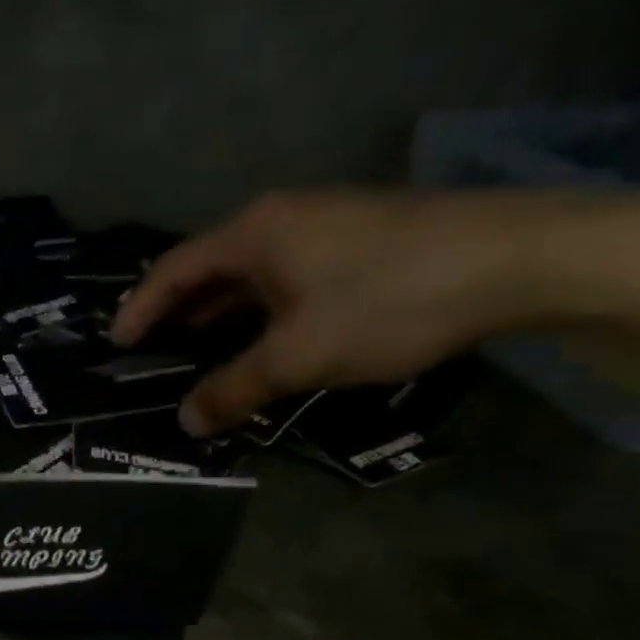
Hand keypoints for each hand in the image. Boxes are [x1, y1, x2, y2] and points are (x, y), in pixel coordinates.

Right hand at [110, 188, 628, 434]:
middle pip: (207, 267)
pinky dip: (260, 307)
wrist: (523, 257)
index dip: (139, 308)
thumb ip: (236, 387)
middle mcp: (279, 217)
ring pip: (249, 272)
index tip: (117, 343)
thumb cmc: (389, 300)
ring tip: (198, 348)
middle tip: (152, 350)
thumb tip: (187, 422)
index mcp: (252, 233)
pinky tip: (266, 335)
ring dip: (220, 311)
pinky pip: (284, 275)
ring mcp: (322, 223)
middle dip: (176, 310)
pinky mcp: (358, 238)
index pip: (172, 270)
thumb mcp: (301, 355)